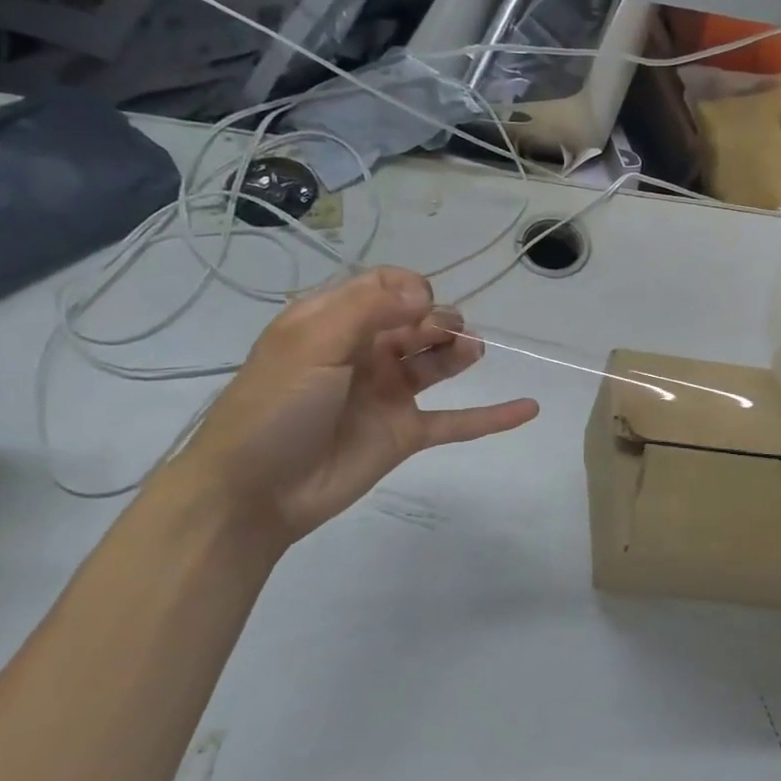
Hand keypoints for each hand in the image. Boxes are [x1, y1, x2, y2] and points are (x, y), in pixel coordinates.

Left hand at [169, 268, 537, 549]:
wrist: (252, 493)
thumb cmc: (275, 408)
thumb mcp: (311, 344)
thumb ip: (370, 309)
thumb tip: (427, 293)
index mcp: (333, 323)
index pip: (383, 287)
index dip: (409, 289)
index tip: (420, 305)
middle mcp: (364, 352)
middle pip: (417, 321)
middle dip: (439, 319)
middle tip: (446, 334)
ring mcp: (387, 394)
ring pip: (437, 362)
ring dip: (460, 351)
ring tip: (472, 352)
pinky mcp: (405, 434)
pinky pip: (456, 421)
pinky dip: (492, 416)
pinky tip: (528, 408)